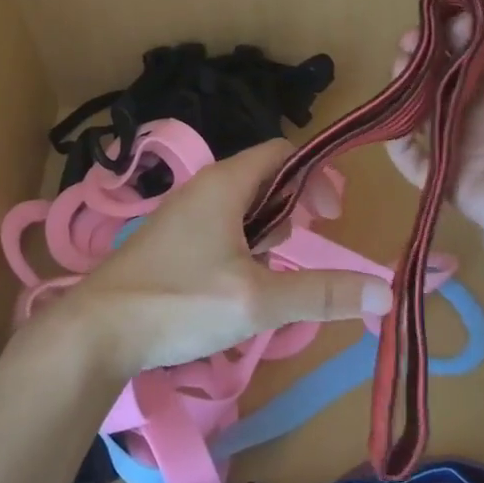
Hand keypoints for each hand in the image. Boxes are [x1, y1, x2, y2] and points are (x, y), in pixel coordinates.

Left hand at [61, 139, 392, 377]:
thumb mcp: (258, 301)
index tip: (333, 216)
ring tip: (272, 273)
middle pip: (265, 180)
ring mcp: (183, 214)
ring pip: (243, 208)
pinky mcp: (170, 241)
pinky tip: (239, 288)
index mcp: (225, 183)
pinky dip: (244, 247)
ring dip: (268, 232)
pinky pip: (221, 229)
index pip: (283, 153)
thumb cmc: (179, 301)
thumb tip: (386, 292)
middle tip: (304, 245)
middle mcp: (204, 187)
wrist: (97, 330)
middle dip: (294, 208)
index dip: (317, 176)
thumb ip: (321, 294)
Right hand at [388, 2, 483, 274]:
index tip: (444, 17)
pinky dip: (397, 142)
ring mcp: (478, 147)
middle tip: (409, 40)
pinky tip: (392, 118)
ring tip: (399, 65)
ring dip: (408, 87)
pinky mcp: (459, 183)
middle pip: (452, 74)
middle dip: (428, 52)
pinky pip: (419, 163)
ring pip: (429, 111)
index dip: (463, 28)